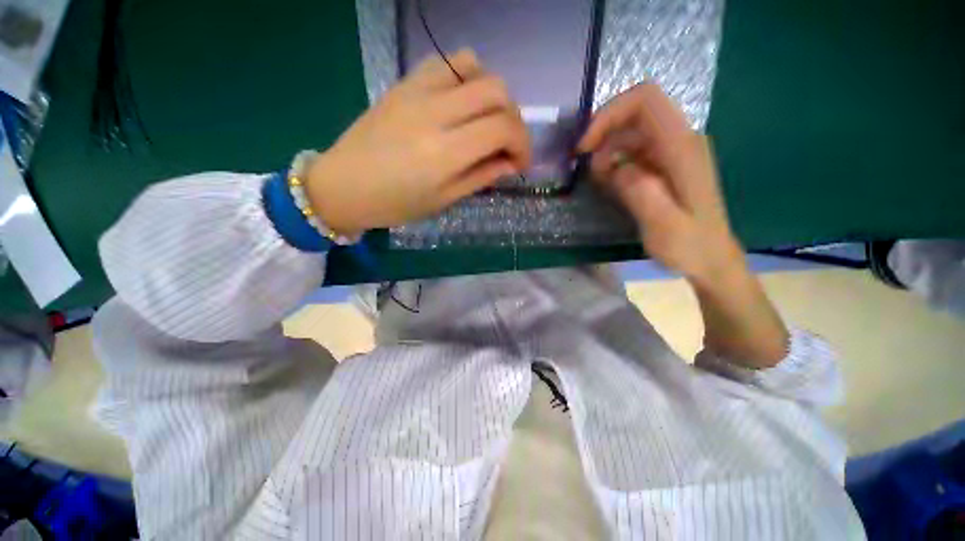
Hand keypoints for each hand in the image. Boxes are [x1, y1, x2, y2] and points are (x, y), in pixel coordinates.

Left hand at [305, 50, 529, 236]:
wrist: (343, 185)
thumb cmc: (395, 204)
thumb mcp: (444, 200)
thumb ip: (481, 177)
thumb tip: (510, 164)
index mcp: (445, 153)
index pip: (503, 128)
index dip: (522, 144)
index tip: (520, 162)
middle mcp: (435, 112)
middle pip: (496, 91)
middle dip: (514, 119)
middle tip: (506, 143)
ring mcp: (416, 91)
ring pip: (474, 66)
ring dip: (491, 94)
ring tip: (485, 120)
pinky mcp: (404, 83)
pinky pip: (445, 63)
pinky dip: (465, 78)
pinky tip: (461, 102)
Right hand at [578, 84, 742, 285]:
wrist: (712, 258)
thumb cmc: (689, 246)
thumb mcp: (663, 226)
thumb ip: (640, 192)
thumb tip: (615, 168)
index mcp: (682, 148)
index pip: (645, 101)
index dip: (609, 114)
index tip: (585, 146)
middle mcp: (680, 141)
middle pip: (635, 113)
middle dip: (603, 134)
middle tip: (586, 167)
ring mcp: (674, 152)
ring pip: (632, 132)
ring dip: (607, 151)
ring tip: (599, 182)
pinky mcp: (666, 165)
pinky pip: (635, 151)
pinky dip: (616, 162)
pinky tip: (610, 184)